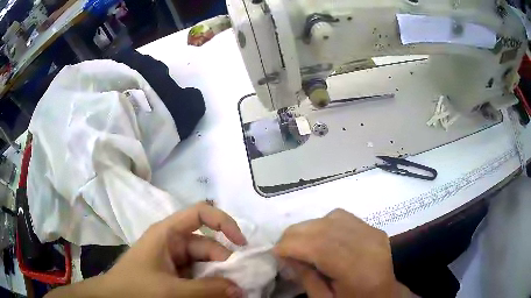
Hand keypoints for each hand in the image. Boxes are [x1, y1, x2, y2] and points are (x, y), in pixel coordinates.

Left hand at [46, 202, 246, 297]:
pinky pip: (198, 276)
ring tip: (231, 294)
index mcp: (168, 233)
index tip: (242, 244)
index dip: (224, 223)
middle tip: (241, 285)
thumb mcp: (171, 290)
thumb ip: (207, 290)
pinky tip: (216, 297)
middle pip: (208, 245)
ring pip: (205, 264)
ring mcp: (174, 260)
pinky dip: (209, 286)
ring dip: (218, 278)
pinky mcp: (174, 274)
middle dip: (225, 264)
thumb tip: (240, 289)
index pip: (201, 214)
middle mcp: (173, 242)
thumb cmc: (135, 288)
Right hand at [274, 209, 409, 297]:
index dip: (292, 245)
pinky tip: (320, 236)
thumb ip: (306, 277)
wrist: (384, 297)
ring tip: (299, 242)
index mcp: (359, 272)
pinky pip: (343, 217)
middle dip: (296, 234)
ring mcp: (374, 234)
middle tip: (282, 246)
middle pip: (326, 229)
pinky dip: (324, 223)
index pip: (321, 248)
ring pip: (333, 218)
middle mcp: (370, 246)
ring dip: (309, 227)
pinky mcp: (375, 229)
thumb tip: (285, 254)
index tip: (275, 252)